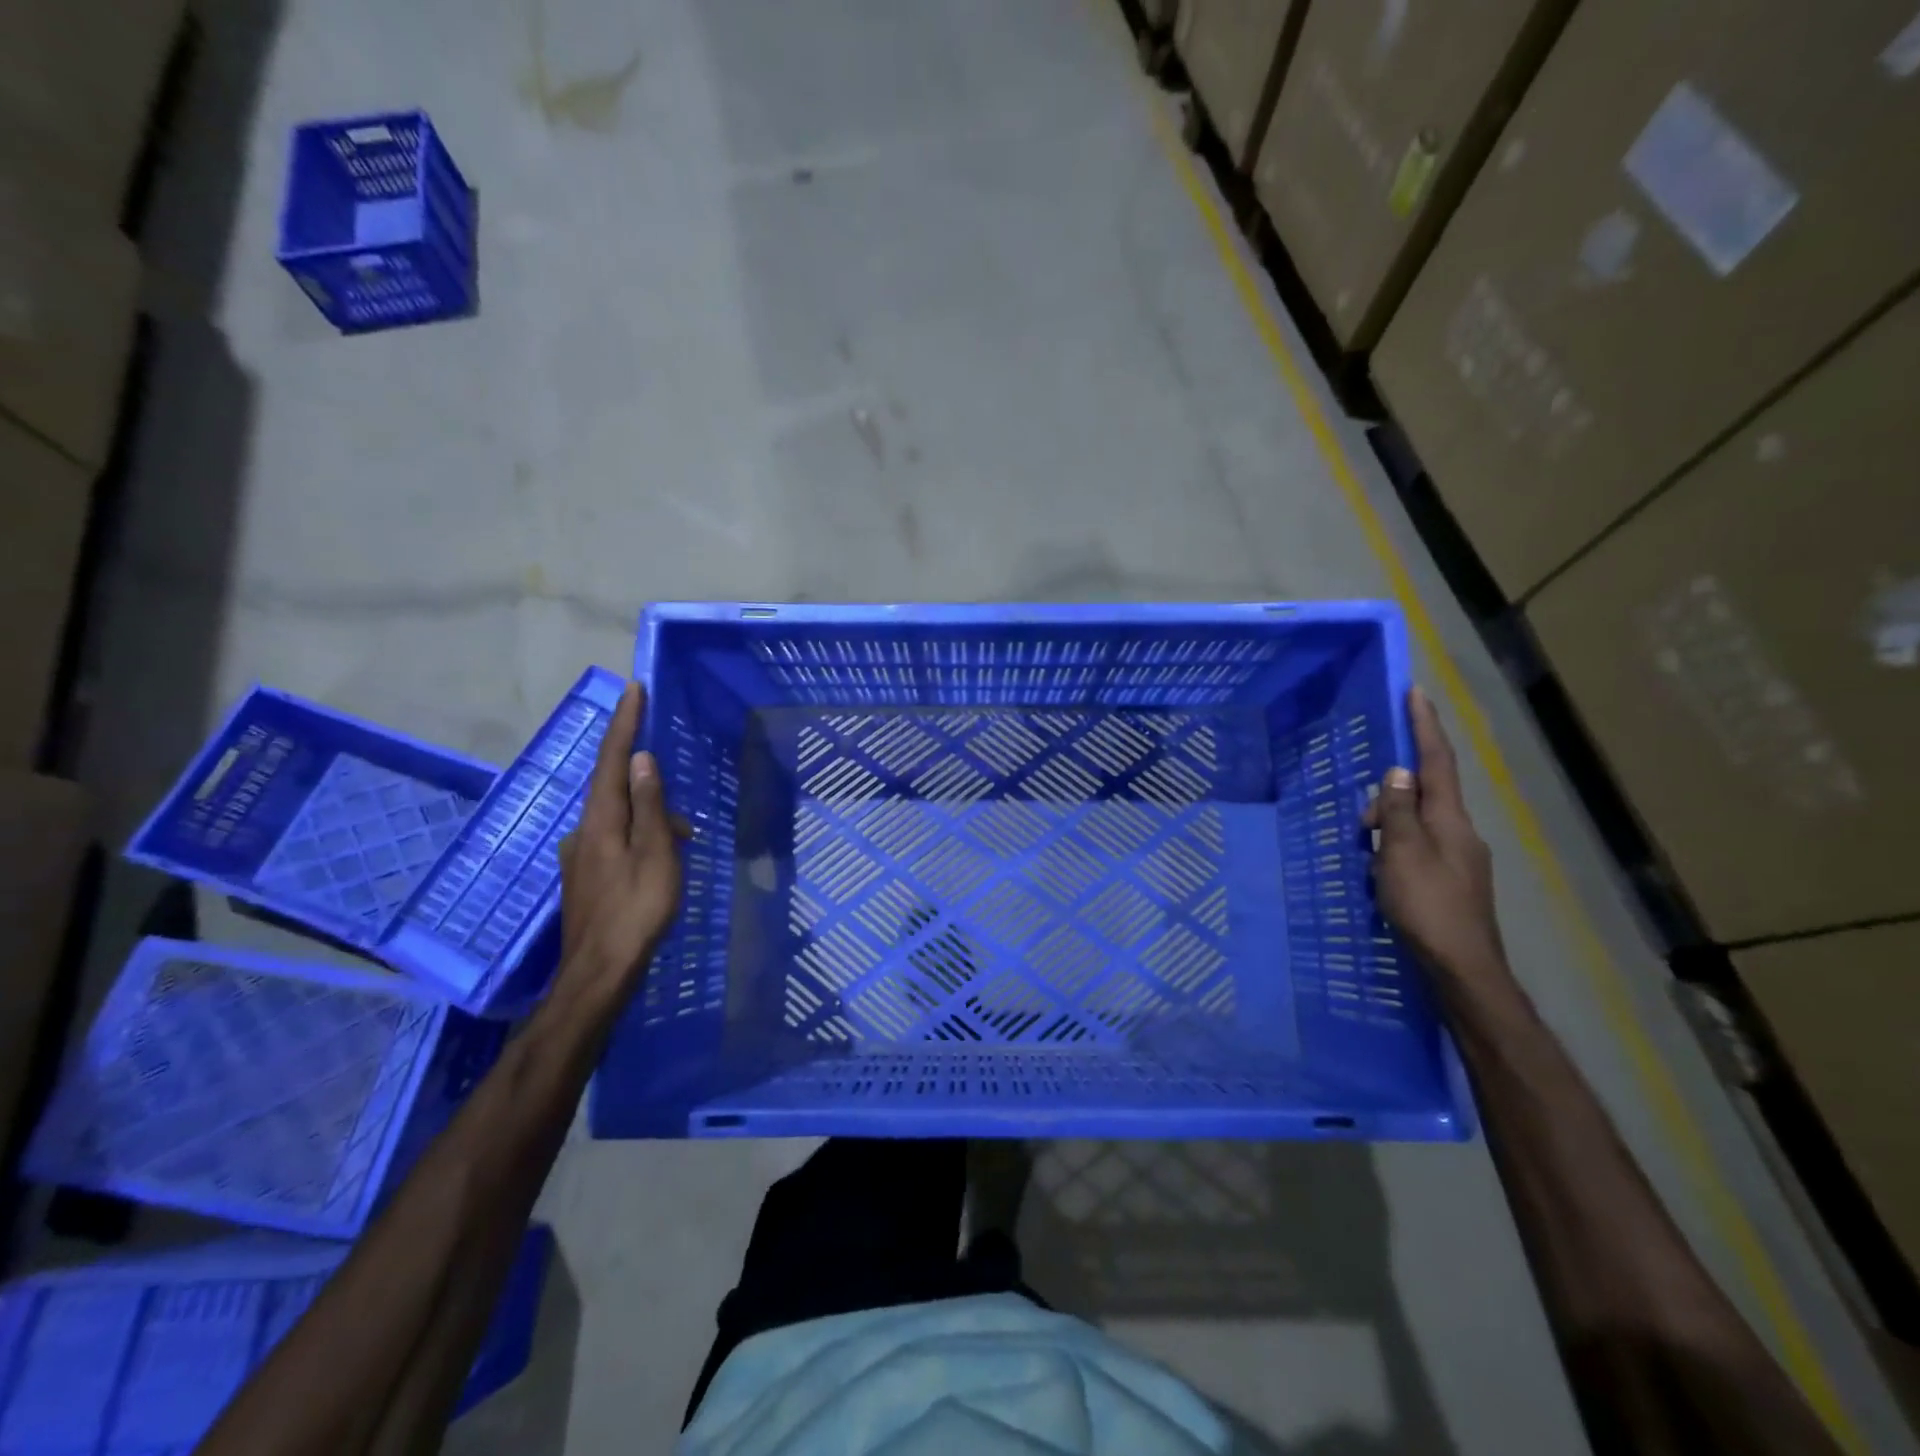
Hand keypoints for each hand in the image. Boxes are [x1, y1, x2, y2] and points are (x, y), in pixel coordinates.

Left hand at [556, 681, 682, 997]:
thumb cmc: (636, 910)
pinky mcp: (586, 876)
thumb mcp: (655, 854)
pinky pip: (617, 840)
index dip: (625, 723)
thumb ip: (650, 806)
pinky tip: (661, 861)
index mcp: (601, 820)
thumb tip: (644, 760)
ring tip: (683, 843)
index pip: (613, 760)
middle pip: (615, 789)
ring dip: (651, 818)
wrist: (599, 972)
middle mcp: (584, 830)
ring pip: (620, 818)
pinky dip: (642, 838)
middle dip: (649, 782)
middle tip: (682, 809)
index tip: (634, 688)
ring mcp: (581, 855)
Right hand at [1365, 687, 1508, 986]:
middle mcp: (1460, 833)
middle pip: (1423, 795)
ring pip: (1416, 825)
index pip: (1437, 762)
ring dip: (1387, 829)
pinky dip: (1394, 850)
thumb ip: (1397, 811)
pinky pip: (1416, 849)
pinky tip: (1380, 875)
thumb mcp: (1401, 854)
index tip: (1415, 693)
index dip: (1425, 727)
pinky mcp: (1450, 882)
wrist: (1463, 969)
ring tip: (1365, 860)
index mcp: (1450, 821)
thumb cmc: (1428, 907)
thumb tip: (1398, 772)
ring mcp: (1458, 859)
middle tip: (1359, 826)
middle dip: (1388, 797)